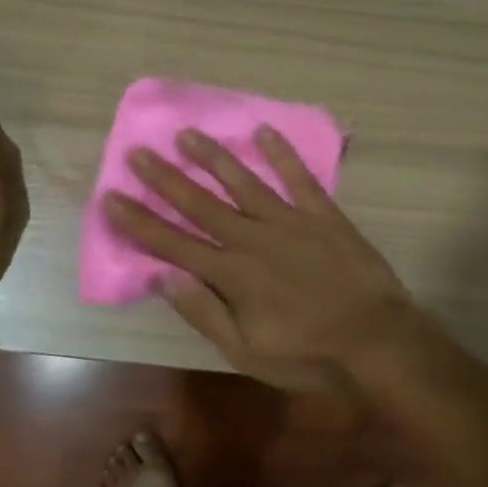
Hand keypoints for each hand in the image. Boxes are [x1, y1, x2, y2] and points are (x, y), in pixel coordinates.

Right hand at [104, 126, 417, 386]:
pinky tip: (265, 131)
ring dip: (214, 158)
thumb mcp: (246, 351)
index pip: (173, 243)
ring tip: (188, 134)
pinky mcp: (324, 215)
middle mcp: (253, 238)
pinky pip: (300, 178)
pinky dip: (283, 154)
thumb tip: (162, 277)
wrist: (376, 341)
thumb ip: (203, 313)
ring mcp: (290, 221)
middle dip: (165, 179)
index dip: (138, 221)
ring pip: (243, 182)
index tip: (111, 196)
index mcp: (231, 274)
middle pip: (200, 204)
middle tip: (138, 152)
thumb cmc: (308, 355)